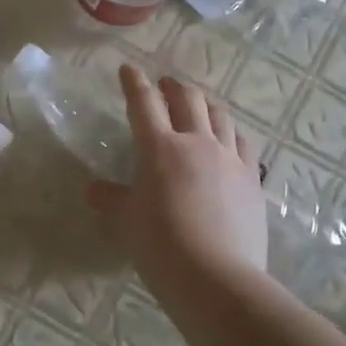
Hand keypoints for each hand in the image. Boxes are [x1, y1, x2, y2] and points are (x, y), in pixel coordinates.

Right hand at [86, 64, 267, 292]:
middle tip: (166, 85)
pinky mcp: (252, 179)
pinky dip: (232, 132)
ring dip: (206, 104)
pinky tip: (229, 138)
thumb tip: (93, 189)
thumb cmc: (160, 246)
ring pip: (220, 116)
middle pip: (188, 100)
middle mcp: (196, 142)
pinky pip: (243, 143)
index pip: (143, 103)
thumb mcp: (126, 222)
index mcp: (159, 148)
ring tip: (199, 104)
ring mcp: (229, 159)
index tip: (128, 68)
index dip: (134, 83)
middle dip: (174, 87)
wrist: (216, 277)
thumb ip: (111, 199)